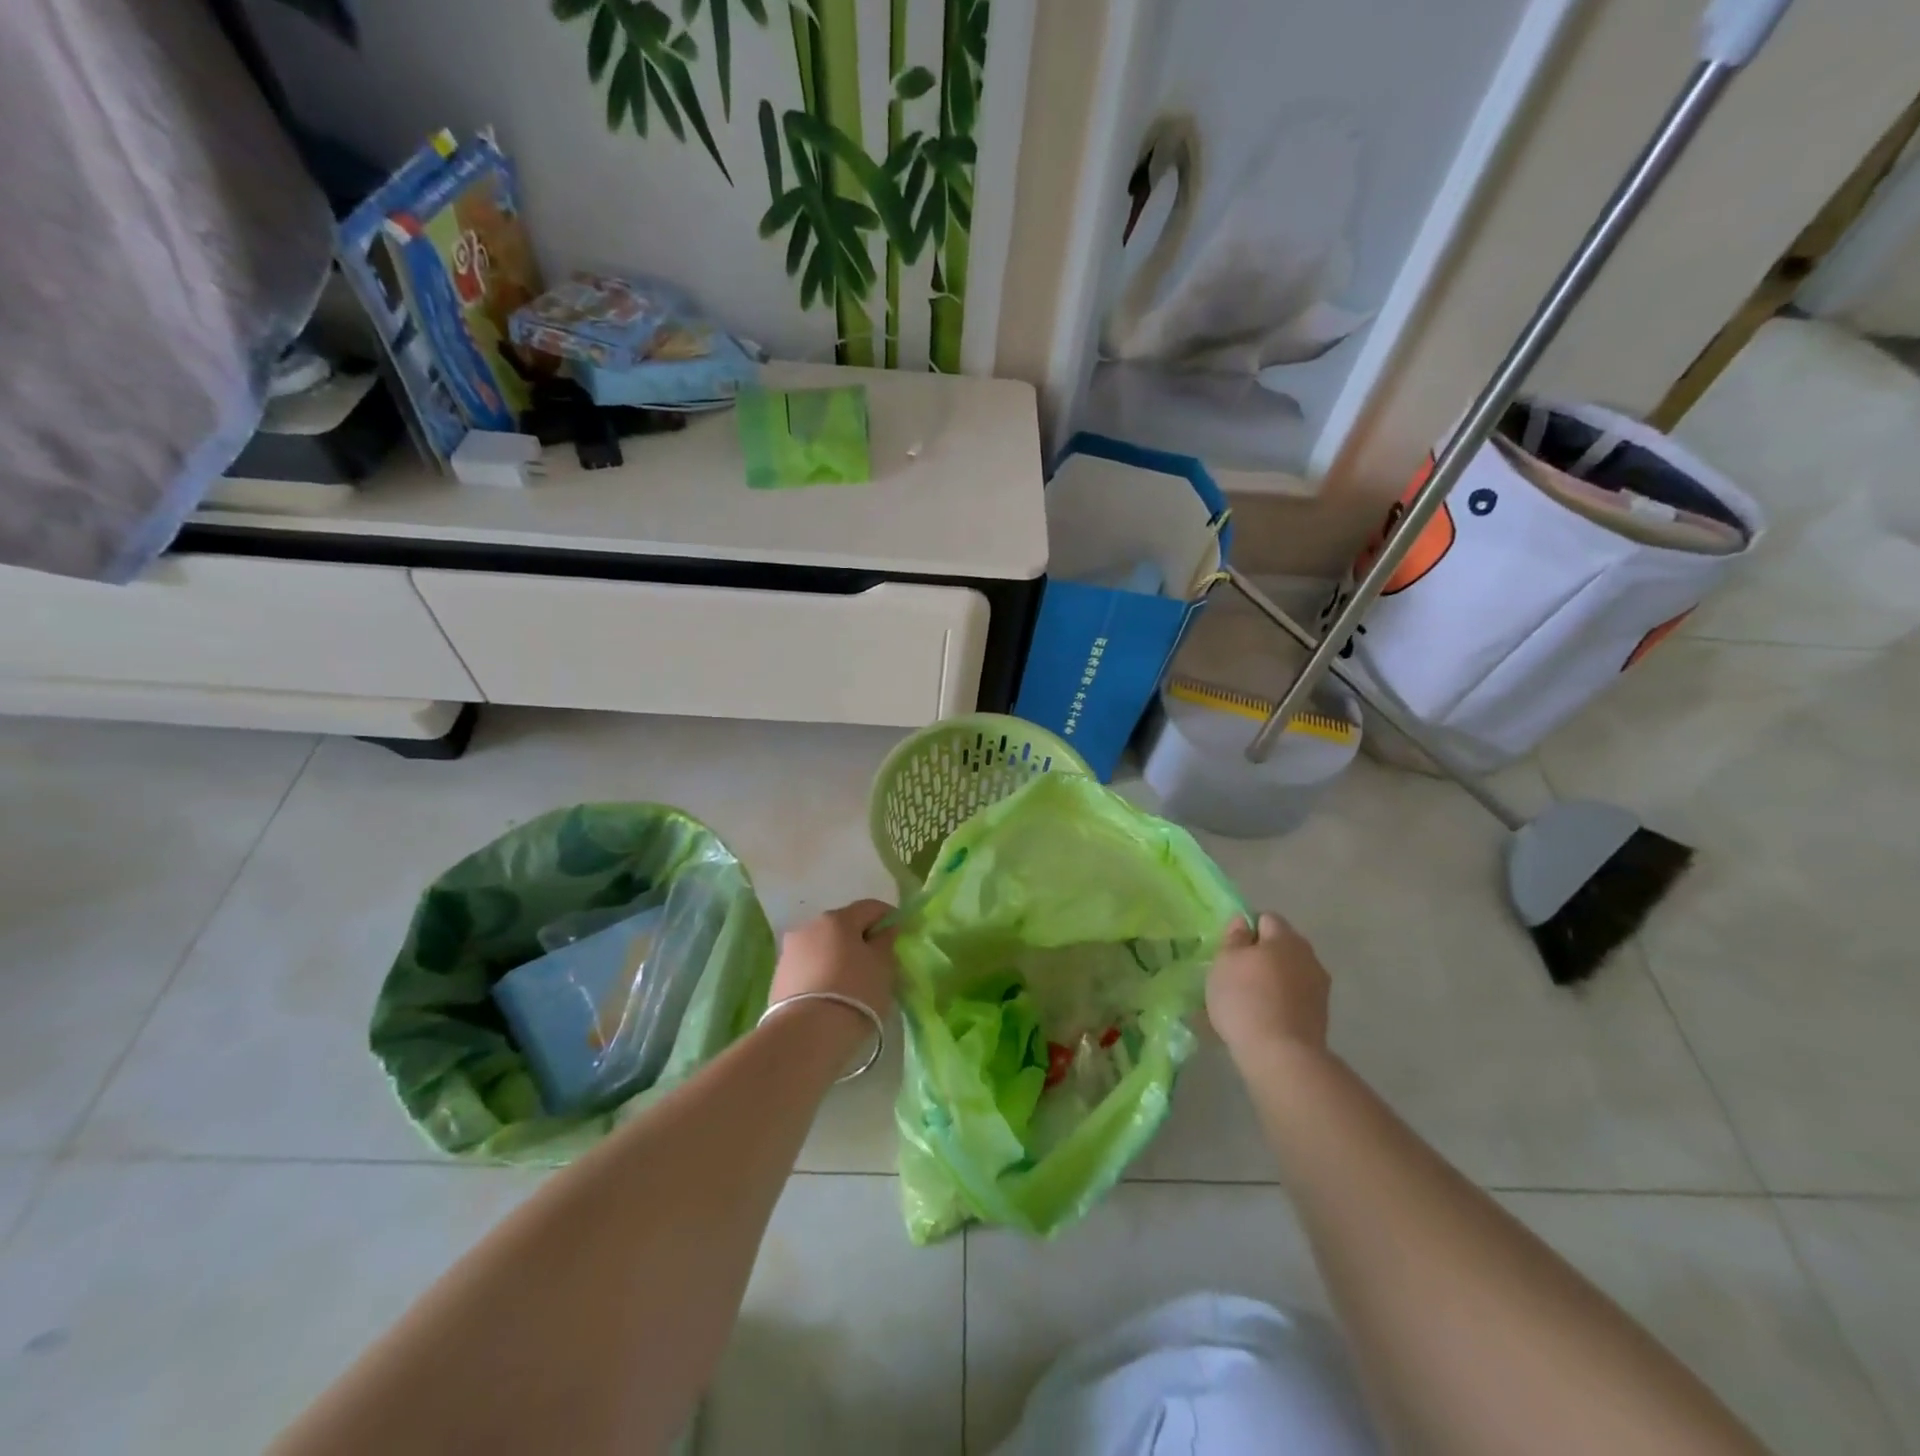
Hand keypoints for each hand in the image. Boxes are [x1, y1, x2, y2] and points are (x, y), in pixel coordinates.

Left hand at [769, 900, 898, 1023]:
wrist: (807, 1035)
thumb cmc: (855, 993)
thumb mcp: (883, 966)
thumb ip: (885, 941)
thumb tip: (886, 929)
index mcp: (837, 919)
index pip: (869, 907)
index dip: (887, 917)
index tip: (898, 933)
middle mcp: (809, 927)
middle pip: (842, 925)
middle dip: (859, 937)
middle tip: (875, 961)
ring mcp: (790, 952)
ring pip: (822, 946)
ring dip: (837, 956)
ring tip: (851, 982)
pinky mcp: (779, 977)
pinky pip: (808, 966)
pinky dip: (821, 972)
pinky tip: (830, 994)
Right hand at [1207, 911, 1330, 1062]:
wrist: (1281, 1055)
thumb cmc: (1246, 998)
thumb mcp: (1225, 961)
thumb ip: (1234, 938)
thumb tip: (1244, 922)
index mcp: (1285, 938)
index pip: (1266, 918)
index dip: (1246, 929)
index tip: (1229, 950)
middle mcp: (1308, 957)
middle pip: (1280, 946)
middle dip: (1260, 956)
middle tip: (1235, 975)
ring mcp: (1319, 988)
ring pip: (1288, 973)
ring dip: (1270, 980)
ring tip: (1247, 1001)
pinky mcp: (1320, 1016)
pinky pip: (1293, 998)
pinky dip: (1279, 1002)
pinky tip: (1261, 1019)